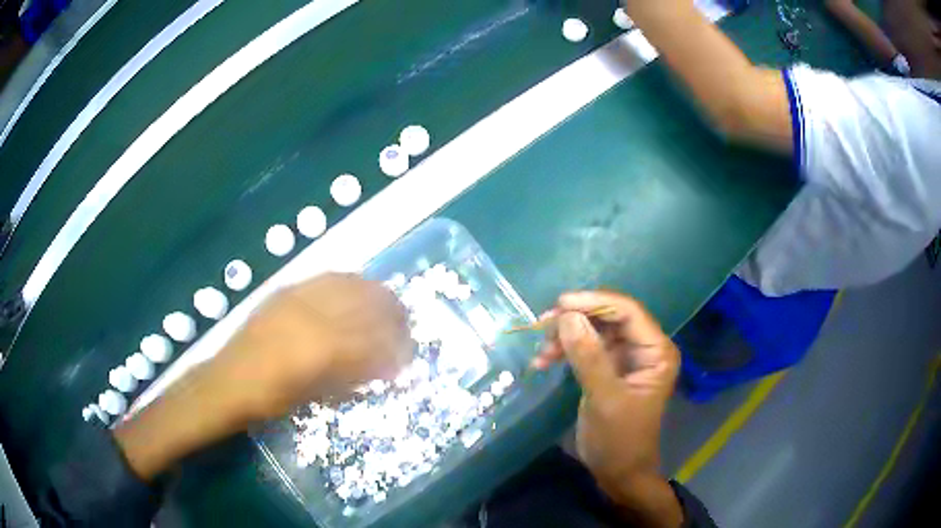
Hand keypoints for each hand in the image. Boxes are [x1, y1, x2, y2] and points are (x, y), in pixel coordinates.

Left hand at [208, 272, 412, 420]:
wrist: (228, 380)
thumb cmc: (273, 399)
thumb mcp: (318, 395)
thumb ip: (354, 376)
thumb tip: (386, 365)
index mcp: (322, 349)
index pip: (374, 338)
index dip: (396, 346)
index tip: (409, 353)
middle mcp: (313, 315)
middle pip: (366, 303)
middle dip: (393, 312)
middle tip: (406, 324)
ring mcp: (298, 297)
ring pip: (349, 284)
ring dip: (374, 292)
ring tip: (387, 303)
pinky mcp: (286, 290)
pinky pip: (325, 278)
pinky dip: (349, 283)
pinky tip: (355, 290)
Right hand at [534, 291, 682, 525]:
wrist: (618, 472)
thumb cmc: (620, 440)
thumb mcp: (604, 399)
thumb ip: (588, 357)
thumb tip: (567, 317)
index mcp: (656, 351)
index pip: (628, 312)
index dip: (595, 302)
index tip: (560, 304)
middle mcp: (644, 348)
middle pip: (609, 318)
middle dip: (576, 319)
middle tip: (542, 325)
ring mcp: (625, 357)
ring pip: (593, 331)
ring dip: (566, 337)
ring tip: (541, 353)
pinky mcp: (608, 368)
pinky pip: (585, 348)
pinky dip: (565, 351)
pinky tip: (543, 361)